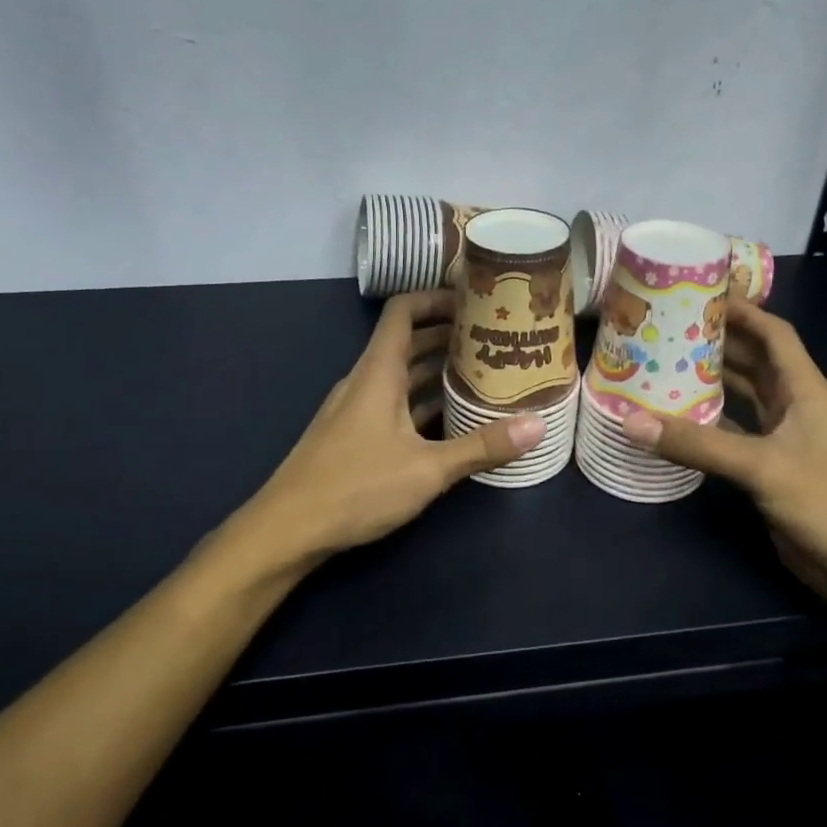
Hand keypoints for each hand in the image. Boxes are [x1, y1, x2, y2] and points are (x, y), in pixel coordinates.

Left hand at [247, 290, 544, 562]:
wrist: (288, 529)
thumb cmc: (356, 487)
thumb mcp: (427, 469)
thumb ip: (481, 446)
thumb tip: (538, 425)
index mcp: (378, 373)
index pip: (403, 311)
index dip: (437, 297)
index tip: (476, 299)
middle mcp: (365, 382)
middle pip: (408, 342)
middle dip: (449, 336)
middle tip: (495, 339)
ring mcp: (357, 410)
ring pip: (402, 376)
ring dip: (438, 371)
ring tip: (484, 374)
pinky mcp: (355, 436)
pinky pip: (395, 404)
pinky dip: (423, 402)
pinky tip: (453, 419)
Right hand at [620, 297, 826, 608]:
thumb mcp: (761, 466)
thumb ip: (697, 444)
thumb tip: (631, 422)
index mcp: (807, 391)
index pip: (776, 335)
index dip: (744, 311)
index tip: (702, 294)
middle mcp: (797, 408)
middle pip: (756, 363)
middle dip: (718, 344)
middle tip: (668, 329)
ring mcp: (786, 441)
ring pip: (745, 400)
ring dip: (712, 384)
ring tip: (664, 366)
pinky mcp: (773, 471)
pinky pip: (736, 436)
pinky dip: (711, 426)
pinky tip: (678, 421)